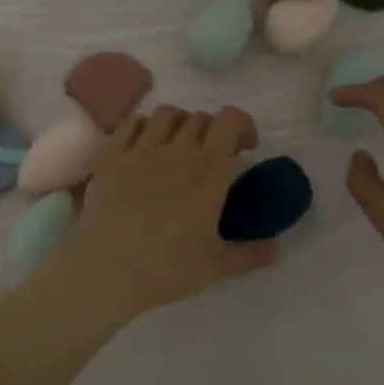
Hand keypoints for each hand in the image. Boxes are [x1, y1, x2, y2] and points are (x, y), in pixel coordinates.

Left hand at [48, 105, 276, 323]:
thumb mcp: (218, 266)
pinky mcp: (110, 156)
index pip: (231, 120)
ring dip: (180, 124)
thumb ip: (252, 253)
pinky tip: (145, 147)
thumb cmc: (167, 269)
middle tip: (212, 157)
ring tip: (178, 147)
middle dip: (213, 131)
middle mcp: (177, 149)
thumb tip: (276, 248)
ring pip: (167, 114)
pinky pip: (132, 123)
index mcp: (209, 170)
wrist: (107, 270)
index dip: (242, 125)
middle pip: (200, 117)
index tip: (245, 148)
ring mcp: (140, 149)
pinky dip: (145, 127)